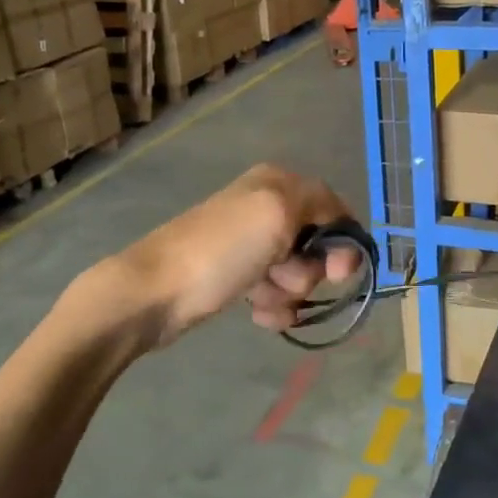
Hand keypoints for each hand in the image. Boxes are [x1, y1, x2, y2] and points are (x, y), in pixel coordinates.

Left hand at [113, 165, 361, 346]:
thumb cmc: (222, 250)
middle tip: (284, 279)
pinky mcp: (238, 277)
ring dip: (287, 293)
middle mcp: (267, 208)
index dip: (342, 243)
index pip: (334, 209)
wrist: (155, 293)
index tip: (338, 273)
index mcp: (278, 183)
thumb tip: (342, 225)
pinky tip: (255, 314)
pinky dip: (272, 307)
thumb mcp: (277, 210)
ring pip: (297, 274)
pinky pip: (276, 294)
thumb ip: (322, 204)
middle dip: (308, 270)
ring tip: (259, 298)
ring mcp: (251, 245)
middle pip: (317, 246)